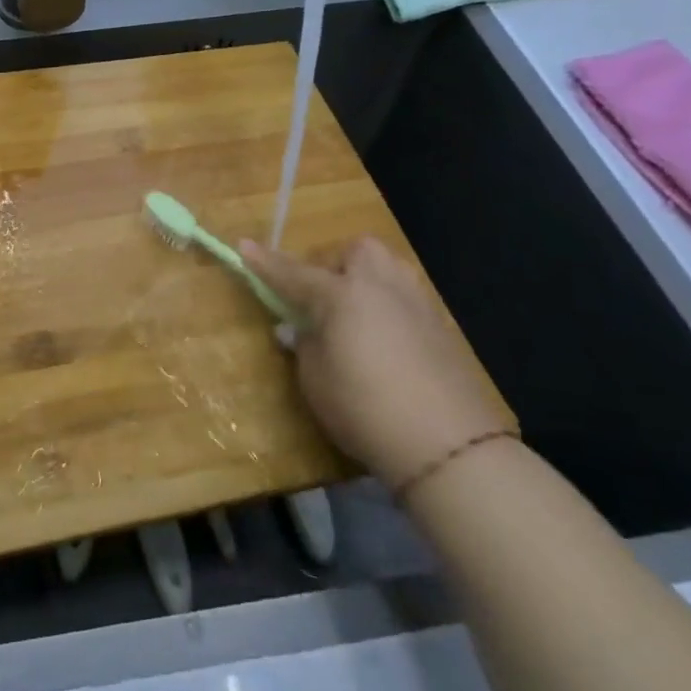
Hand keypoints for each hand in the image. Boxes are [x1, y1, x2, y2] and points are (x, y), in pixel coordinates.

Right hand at [239, 234, 507, 491]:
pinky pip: (406, 298)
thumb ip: (304, 345)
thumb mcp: (315, 380)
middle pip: (355, 251)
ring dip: (366, 278)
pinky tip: (384, 339)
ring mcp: (416, 304)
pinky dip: (388, 306)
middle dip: (334, 263)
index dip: (265, 262)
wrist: (448, 446)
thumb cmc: (364, 408)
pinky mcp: (442, 328)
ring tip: (354, 311)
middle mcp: (380, 287)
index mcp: (341, 295)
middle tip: (320, 297)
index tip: (243, 245)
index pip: (292, 273)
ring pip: (388, 267)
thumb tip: (296, 328)